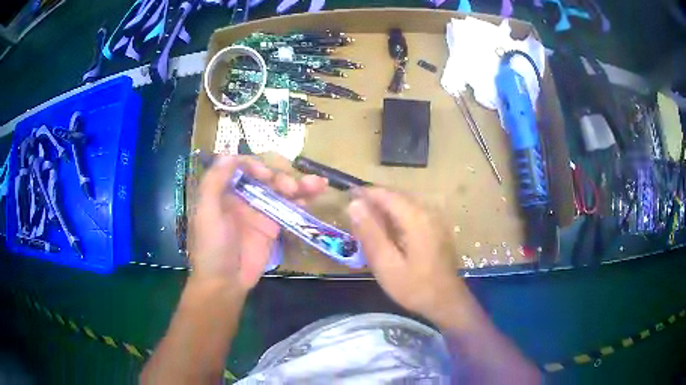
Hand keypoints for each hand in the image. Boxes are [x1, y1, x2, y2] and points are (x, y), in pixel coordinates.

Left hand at [189, 155, 326, 291]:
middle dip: (281, 176)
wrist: (225, 283)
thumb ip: (214, 182)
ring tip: (317, 185)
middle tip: (292, 188)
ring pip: (280, 190)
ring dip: (299, 184)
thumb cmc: (211, 247)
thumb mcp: (206, 213)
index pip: (241, 166)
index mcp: (223, 190)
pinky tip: (313, 197)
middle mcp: (242, 196)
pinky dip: (302, 201)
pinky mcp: (273, 226)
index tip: (266, 175)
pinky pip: (289, 208)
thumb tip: (228, 153)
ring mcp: (259, 210)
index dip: (255, 165)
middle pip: (265, 175)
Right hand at [347, 188, 472, 323]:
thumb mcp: (386, 264)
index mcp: (416, 217)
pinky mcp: (437, 228)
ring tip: (367, 225)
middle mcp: (428, 211)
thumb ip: (370, 233)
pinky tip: (388, 234)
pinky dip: (396, 217)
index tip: (345, 198)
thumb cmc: (414, 286)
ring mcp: (436, 219)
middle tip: (354, 218)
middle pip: (396, 196)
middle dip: (374, 202)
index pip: (385, 194)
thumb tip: (354, 204)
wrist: (446, 301)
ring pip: (404, 204)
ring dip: (384, 210)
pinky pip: (413, 213)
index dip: (364, 193)